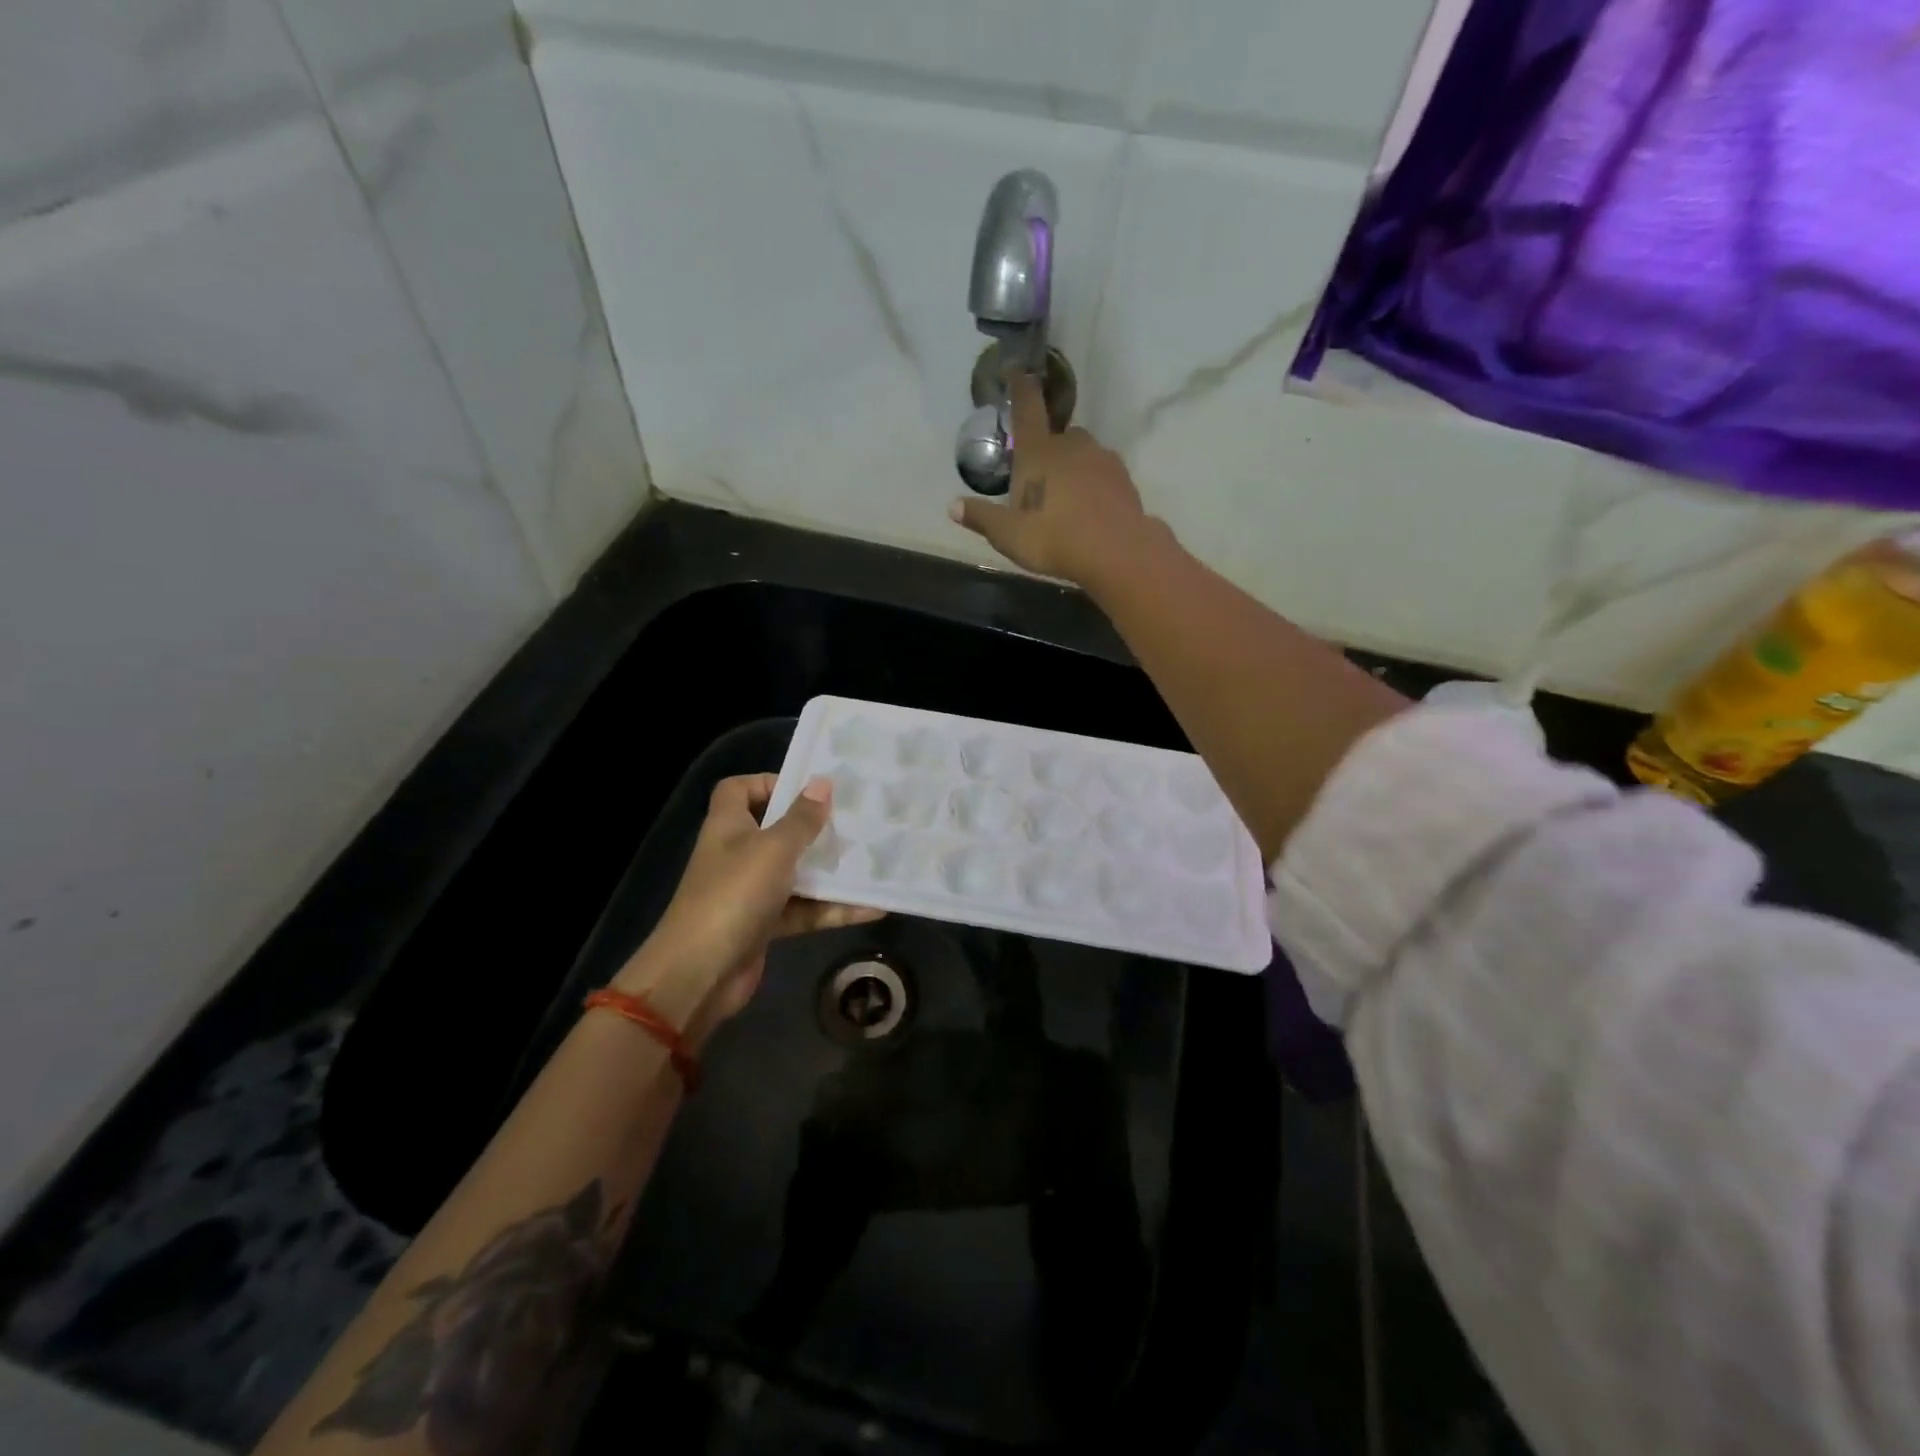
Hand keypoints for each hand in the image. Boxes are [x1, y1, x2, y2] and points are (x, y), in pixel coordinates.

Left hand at [616, 774, 880, 1040]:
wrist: (701, 974)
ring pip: (796, 872)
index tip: (808, 789)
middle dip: (814, 828)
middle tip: (854, 823)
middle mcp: (738, 854)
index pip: (740, 789)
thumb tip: (822, 783)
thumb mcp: (774, 849)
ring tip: (872, 862)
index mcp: (729, 826)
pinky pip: (804, 909)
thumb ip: (801, 819)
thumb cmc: (734, 895)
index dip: (769, 783)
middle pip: (776, 830)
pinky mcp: (765, 925)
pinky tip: (872, 908)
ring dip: (830, 871)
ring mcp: (751, 891)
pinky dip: (833, 909)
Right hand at [949, 371, 1154, 586]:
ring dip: (1072, 468)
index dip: (1019, 387)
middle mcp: (1071, 445)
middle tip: (1038, 482)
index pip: (1027, 408)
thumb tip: (953, 506)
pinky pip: (1102, 474)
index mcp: (1038, 452)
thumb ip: (982, 517)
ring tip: (1065, 500)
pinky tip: (1088, 509)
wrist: (1116, 552)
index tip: (1015, 370)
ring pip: (1082, 454)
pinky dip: (1093, 484)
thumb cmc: (1054, 538)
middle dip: (1047, 450)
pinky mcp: (1123, 479)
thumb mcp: (1008, 535)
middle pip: (1057, 437)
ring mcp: (1102, 459)